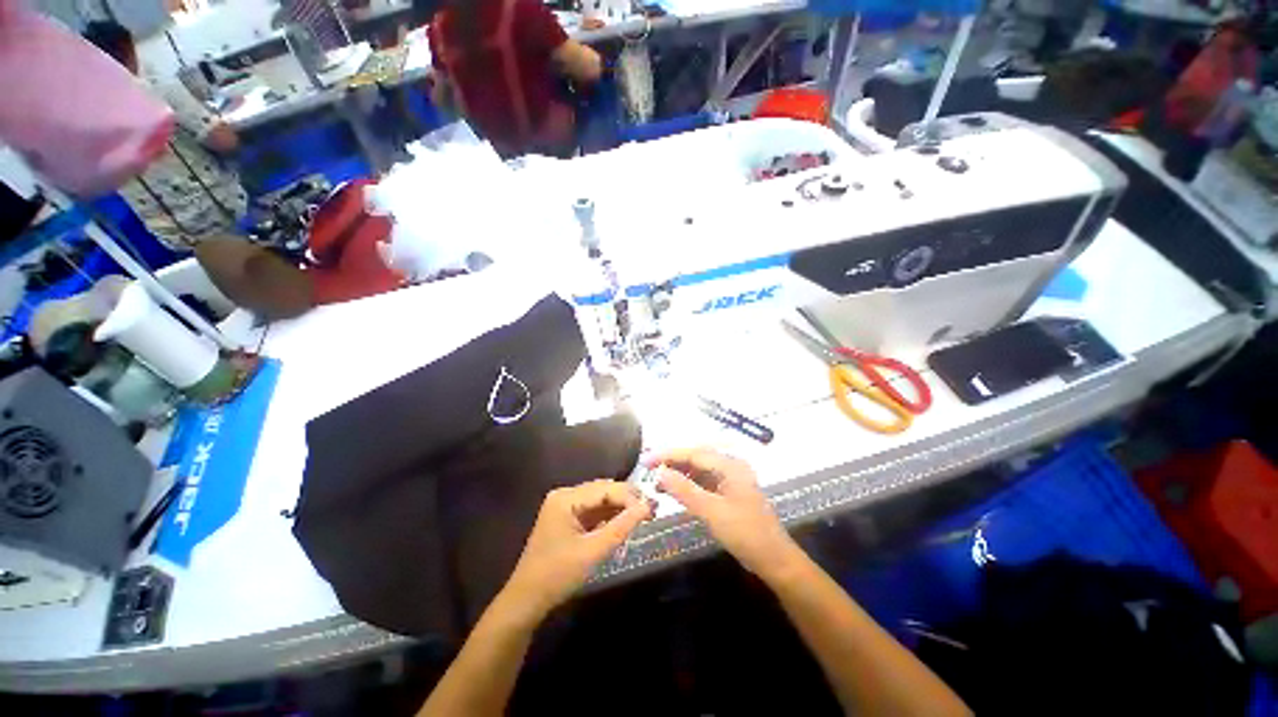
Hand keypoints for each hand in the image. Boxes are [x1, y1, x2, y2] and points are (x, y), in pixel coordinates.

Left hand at [502, 480, 652, 618]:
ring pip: (600, 500)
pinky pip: (593, 511)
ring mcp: (565, 506)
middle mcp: (565, 495)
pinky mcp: (567, 518)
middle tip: (650, 512)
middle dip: (626, 500)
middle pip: (602, 490)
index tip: (652, 509)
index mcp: (566, 498)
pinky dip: (609, 516)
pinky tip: (623, 523)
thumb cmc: (557, 575)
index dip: (629, 497)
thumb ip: (621, 527)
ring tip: (642, 516)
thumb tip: (648, 507)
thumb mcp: (593, 552)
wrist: (526, 600)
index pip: (605, 488)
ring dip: (619, 507)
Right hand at [650, 448, 799, 579]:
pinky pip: (704, 483)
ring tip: (656, 481)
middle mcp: (730, 467)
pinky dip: (688, 485)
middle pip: (696, 458)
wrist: (774, 560)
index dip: (669, 455)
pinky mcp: (728, 494)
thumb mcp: (712, 511)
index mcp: (730, 465)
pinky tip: (674, 490)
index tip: (647, 461)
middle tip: (649, 470)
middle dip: (672, 463)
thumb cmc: (745, 533)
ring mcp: (730, 480)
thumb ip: (685, 490)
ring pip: (699, 471)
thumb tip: (660, 472)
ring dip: (679, 474)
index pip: (694, 453)